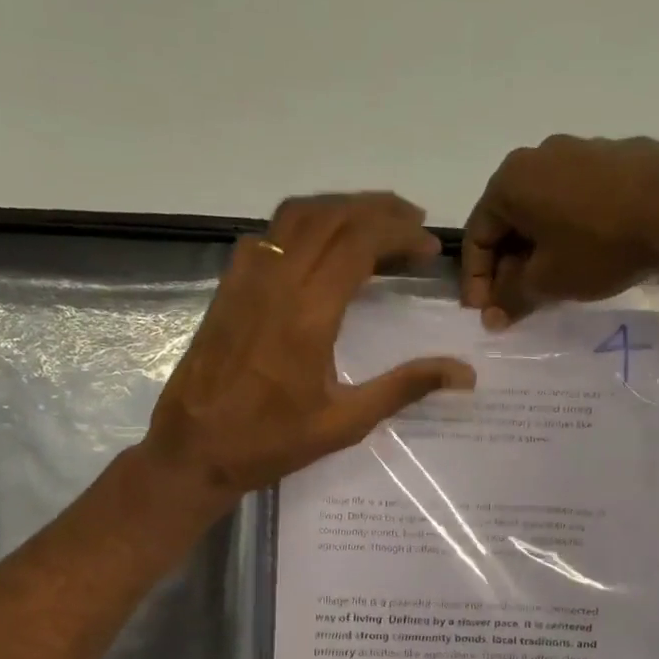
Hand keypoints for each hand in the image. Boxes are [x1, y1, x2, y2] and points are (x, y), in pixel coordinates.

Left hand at [140, 193, 475, 506]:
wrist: (194, 450)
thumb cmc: (271, 442)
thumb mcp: (345, 423)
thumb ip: (404, 388)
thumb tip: (464, 373)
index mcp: (308, 313)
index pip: (360, 242)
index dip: (400, 233)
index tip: (429, 246)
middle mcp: (276, 281)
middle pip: (332, 216)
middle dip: (377, 209)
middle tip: (412, 223)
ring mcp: (246, 279)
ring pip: (297, 216)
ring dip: (340, 208)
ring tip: (373, 223)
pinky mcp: (228, 287)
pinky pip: (270, 234)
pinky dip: (304, 225)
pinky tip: (320, 248)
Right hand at [461, 134, 658, 325]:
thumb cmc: (598, 245)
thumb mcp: (546, 282)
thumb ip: (510, 297)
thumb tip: (493, 314)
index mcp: (511, 180)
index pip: (478, 235)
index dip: (477, 281)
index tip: (485, 314)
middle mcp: (540, 155)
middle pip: (510, 220)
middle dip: (508, 266)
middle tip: (515, 303)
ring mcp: (582, 150)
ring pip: (546, 209)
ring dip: (540, 249)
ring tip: (551, 284)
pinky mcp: (619, 158)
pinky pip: (579, 200)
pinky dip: (571, 230)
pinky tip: (587, 256)